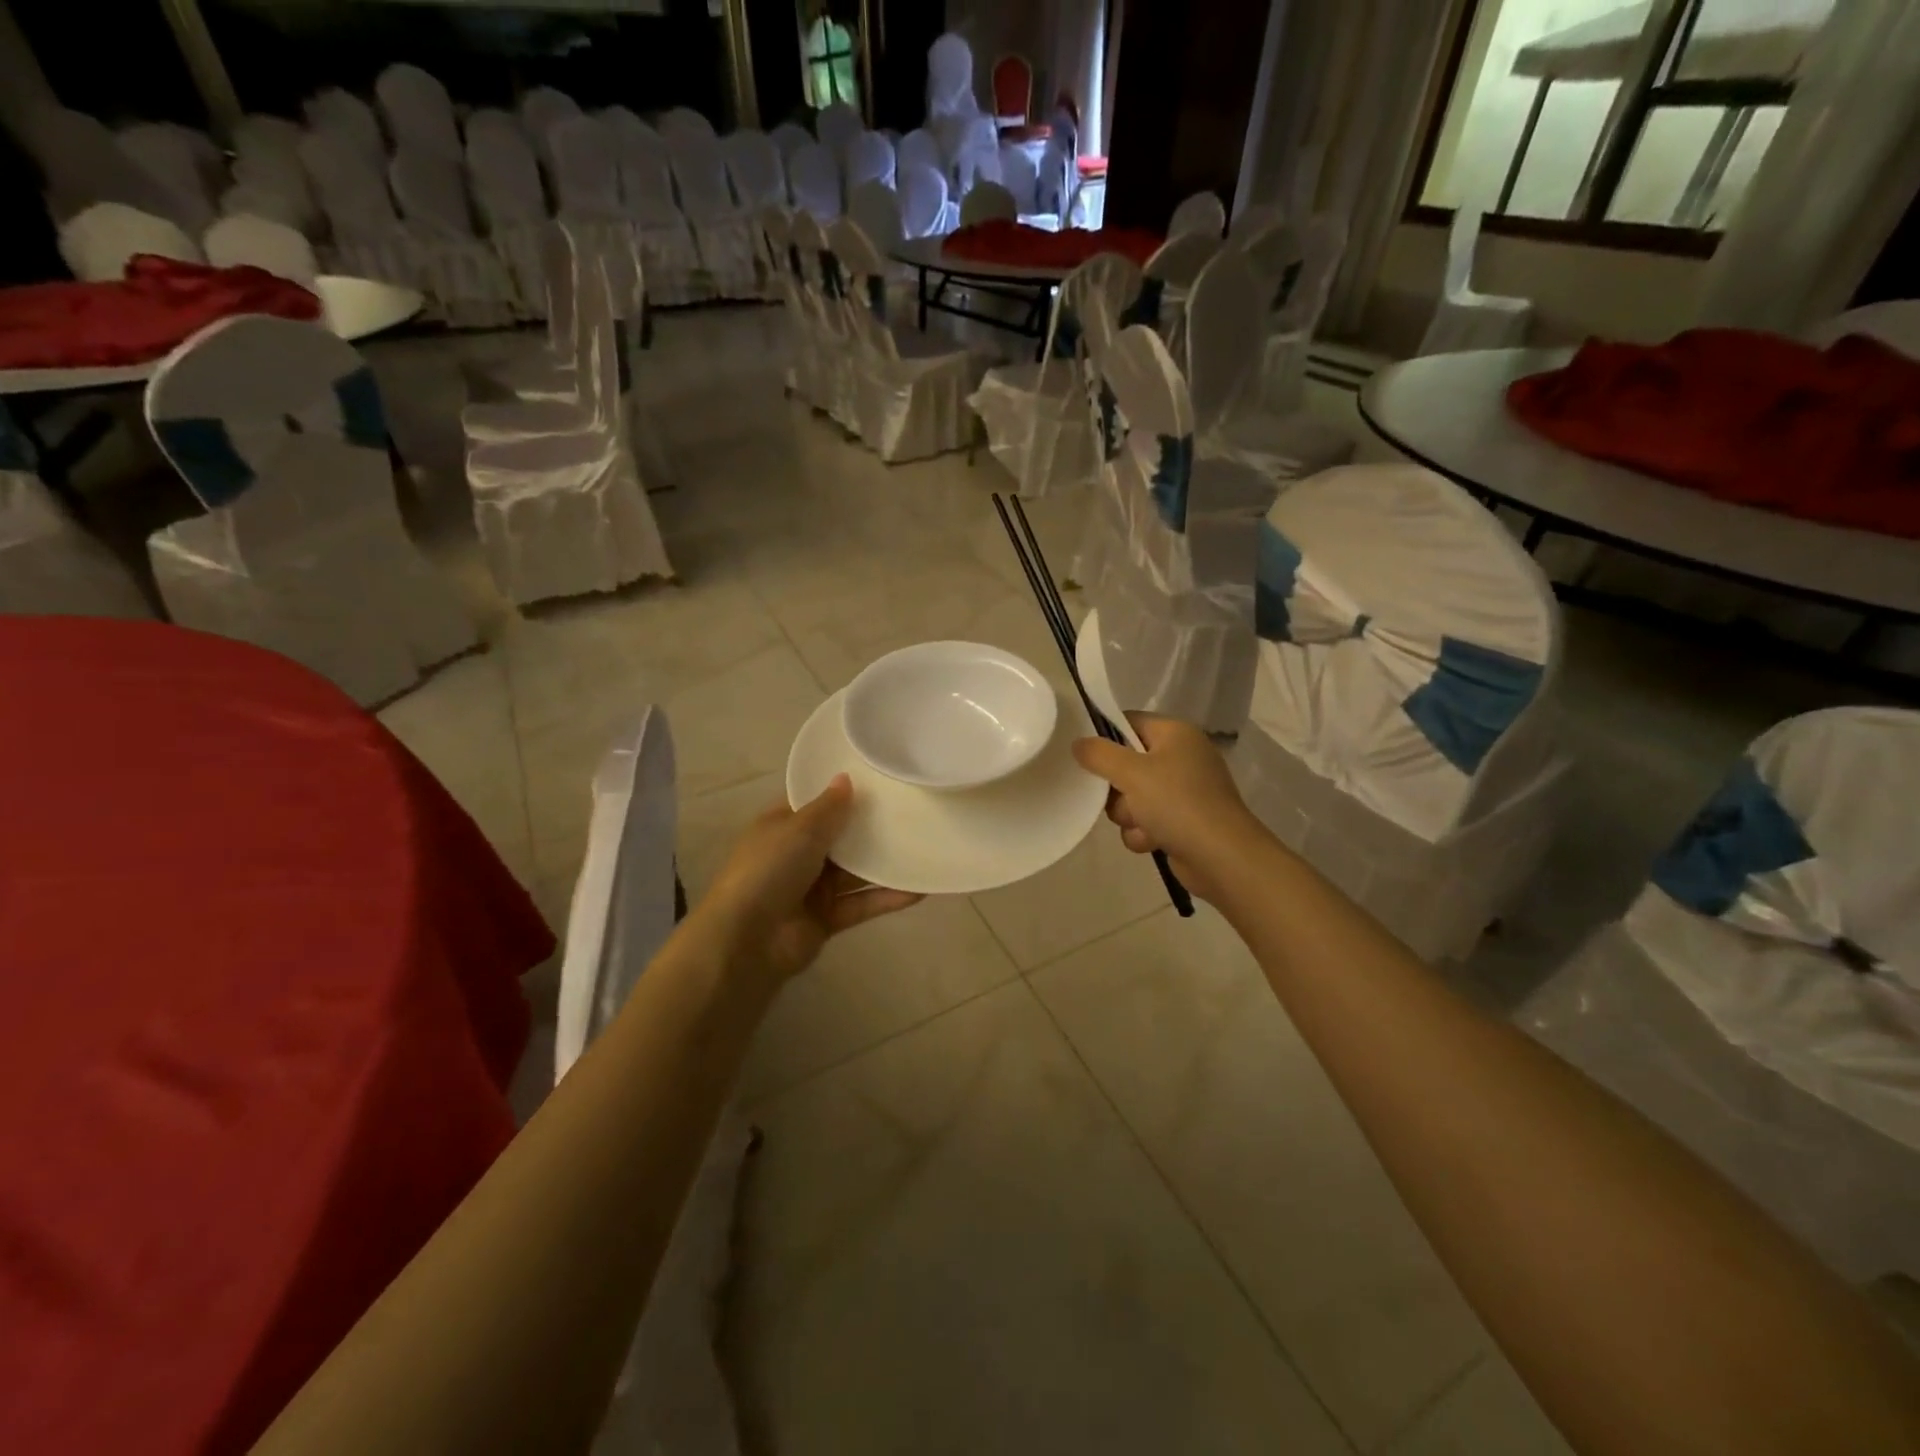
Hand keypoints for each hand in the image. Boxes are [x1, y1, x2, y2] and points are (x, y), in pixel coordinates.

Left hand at [696, 775, 922, 981]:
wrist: (748, 940)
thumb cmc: (769, 870)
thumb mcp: (799, 829)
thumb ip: (828, 807)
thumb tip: (846, 778)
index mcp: (782, 826)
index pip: (814, 802)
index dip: (842, 790)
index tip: (879, 777)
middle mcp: (798, 853)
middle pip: (841, 835)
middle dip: (871, 825)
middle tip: (913, 807)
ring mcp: (813, 887)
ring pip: (856, 870)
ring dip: (885, 863)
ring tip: (924, 846)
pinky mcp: (828, 917)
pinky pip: (862, 903)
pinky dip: (887, 898)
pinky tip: (919, 891)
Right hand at [1071, 714, 1261, 903]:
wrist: (1221, 858)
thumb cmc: (1177, 804)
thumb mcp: (1131, 773)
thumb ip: (1099, 754)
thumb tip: (1078, 743)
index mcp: (1175, 733)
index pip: (1128, 722)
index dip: (1104, 737)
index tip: (1086, 757)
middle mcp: (1181, 757)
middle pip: (1125, 763)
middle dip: (1116, 788)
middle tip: (1118, 796)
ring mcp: (1183, 791)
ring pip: (1131, 796)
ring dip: (1128, 815)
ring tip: (1141, 824)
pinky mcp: (1182, 820)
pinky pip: (1146, 820)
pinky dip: (1143, 832)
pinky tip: (1152, 841)